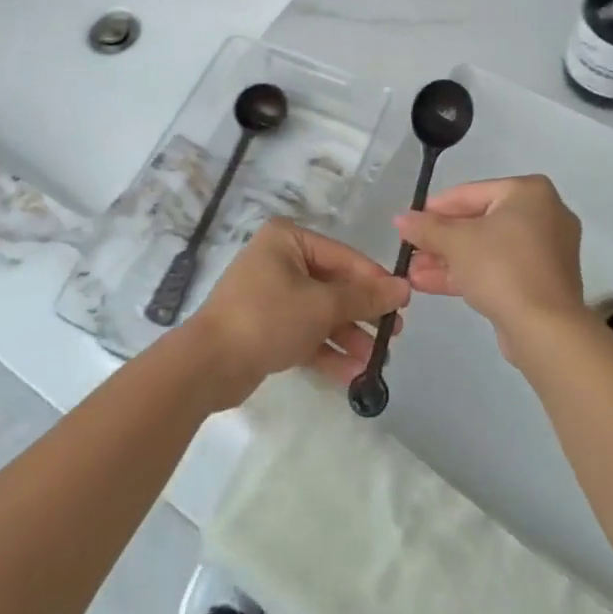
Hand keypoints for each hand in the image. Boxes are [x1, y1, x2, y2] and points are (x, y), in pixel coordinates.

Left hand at [188, 218, 408, 406]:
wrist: (208, 365)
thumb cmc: (267, 318)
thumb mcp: (321, 305)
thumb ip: (363, 297)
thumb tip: (402, 287)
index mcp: (288, 240)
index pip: (343, 256)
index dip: (374, 280)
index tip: (404, 303)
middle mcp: (279, 260)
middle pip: (333, 285)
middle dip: (362, 313)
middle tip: (393, 334)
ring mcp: (271, 295)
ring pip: (320, 312)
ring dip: (348, 336)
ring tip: (377, 361)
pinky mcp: (266, 327)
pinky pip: (305, 333)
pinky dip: (327, 351)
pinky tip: (354, 374)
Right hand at [396, 175, 585, 365]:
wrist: (545, 330)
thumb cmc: (501, 268)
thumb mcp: (456, 242)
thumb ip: (426, 228)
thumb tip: (400, 219)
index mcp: (529, 193)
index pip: (471, 193)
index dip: (435, 208)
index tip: (410, 221)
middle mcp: (544, 215)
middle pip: (479, 222)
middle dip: (441, 240)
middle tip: (410, 249)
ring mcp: (546, 251)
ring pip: (487, 249)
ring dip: (449, 260)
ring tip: (411, 272)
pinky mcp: (542, 283)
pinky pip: (500, 269)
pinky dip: (469, 274)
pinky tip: (429, 284)